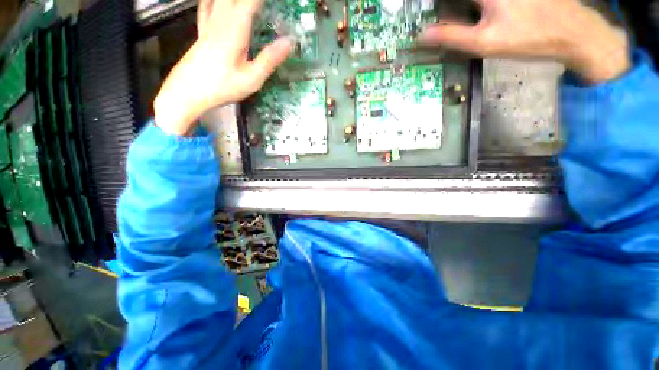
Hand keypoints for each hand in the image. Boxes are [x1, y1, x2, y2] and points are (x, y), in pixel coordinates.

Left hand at [154, 0, 292, 135]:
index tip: (280, 1)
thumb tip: (289, 42)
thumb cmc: (222, 87)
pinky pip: (207, 6)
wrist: (187, 92)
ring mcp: (208, 24)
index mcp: (234, 29)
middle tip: (262, 4)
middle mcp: (220, 20)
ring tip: (246, 3)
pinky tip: (215, 1)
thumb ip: (269, 59)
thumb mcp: (251, 79)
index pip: (251, 2)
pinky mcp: (202, 32)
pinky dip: (212, 1)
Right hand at [419, 0, 629, 83]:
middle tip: (444, 18)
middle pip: (464, 1)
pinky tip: (481, 16)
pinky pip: (490, 4)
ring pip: (476, 4)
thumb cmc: (528, 37)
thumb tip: (422, 35)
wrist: (573, 32)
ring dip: (467, 11)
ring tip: (457, 20)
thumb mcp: (484, 42)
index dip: (437, 6)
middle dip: (452, 8)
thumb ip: (451, 36)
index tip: (426, 12)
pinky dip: (479, 10)